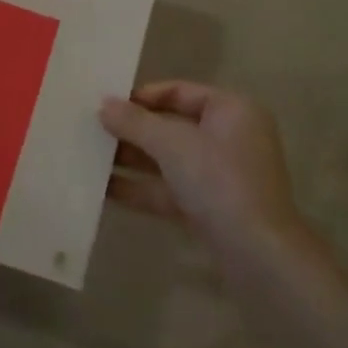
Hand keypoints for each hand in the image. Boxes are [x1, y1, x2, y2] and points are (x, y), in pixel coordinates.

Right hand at [99, 82, 298, 246]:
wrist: (258, 256)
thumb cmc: (220, 182)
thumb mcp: (172, 144)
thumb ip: (135, 122)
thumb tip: (104, 104)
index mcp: (231, 110)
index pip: (179, 91)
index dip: (142, 96)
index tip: (107, 105)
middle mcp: (228, 138)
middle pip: (171, 126)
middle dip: (132, 130)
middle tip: (92, 130)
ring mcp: (220, 176)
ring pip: (168, 160)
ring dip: (131, 159)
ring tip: (89, 158)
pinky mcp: (210, 208)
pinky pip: (169, 189)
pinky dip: (141, 188)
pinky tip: (103, 190)